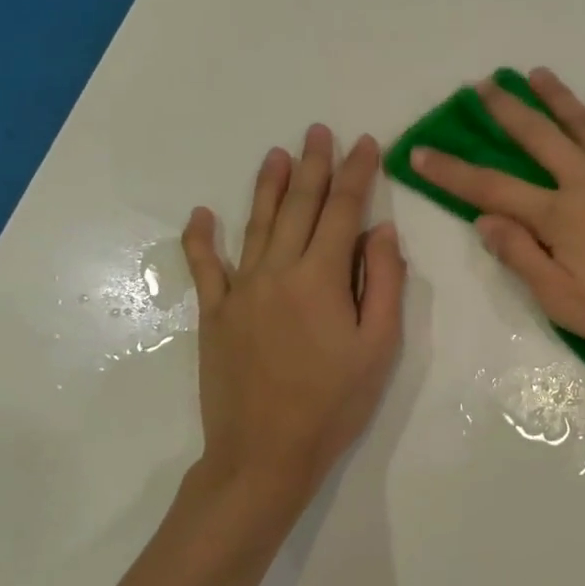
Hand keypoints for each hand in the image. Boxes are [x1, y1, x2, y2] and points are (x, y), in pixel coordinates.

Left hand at [181, 127, 405, 510]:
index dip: (357, 173)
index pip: (344, 211)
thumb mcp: (379, 347)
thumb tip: (381, 231)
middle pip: (300, 207)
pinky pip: (204, 267)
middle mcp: (277, 271)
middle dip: (314, 165)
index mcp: (321, 278)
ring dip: (269, 186)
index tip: (367, 143)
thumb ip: (383, 283)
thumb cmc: (334, 403)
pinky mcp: (214, 314)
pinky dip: (201, 238)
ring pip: (257, 224)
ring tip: (277, 154)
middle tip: (319, 131)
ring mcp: (240, 291)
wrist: (265, 454)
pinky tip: (201, 214)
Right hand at [410, 69, 584, 369]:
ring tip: (537, 74)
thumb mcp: (563, 301)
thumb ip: (522, 257)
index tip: (420, 151)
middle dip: (507, 110)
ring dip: (558, 97)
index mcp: (559, 217)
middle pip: (539, 137)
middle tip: (484, 85)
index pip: (492, 188)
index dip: (452, 171)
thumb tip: (485, 219)